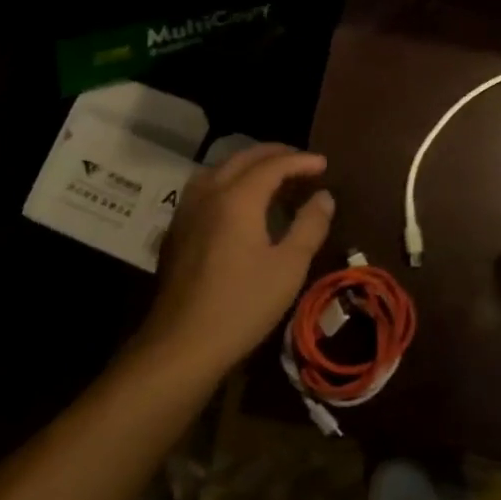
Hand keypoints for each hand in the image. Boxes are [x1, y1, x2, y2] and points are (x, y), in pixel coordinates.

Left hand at [133, 143, 334, 368]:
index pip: (273, 165)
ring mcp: (186, 213)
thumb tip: (324, 197)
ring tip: (271, 177)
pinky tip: (239, 205)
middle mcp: (208, 195)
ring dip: (247, 166)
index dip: (301, 161)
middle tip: (301, 162)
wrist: (182, 344)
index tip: (324, 164)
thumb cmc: (243, 304)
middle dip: (274, 155)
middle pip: (241, 159)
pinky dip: (228, 183)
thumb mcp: (289, 266)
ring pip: (218, 171)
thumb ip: (309, 226)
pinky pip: (204, 191)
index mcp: (237, 199)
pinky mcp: (176, 233)